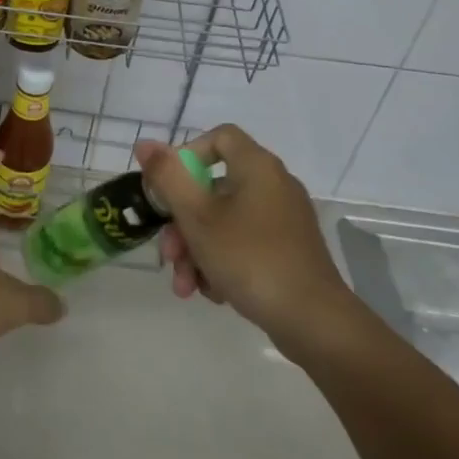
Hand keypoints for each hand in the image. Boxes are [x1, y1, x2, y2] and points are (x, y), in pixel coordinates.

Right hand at [139, 125, 355, 345]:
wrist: (313, 321)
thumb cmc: (250, 258)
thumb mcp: (197, 216)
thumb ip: (168, 177)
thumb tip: (145, 143)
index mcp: (257, 167)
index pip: (219, 137)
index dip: (188, 155)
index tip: (168, 187)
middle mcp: (274, 185)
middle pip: (214, 188)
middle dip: (183, 223)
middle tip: (169, 255)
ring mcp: (284, 220)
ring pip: (225, 222)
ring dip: (197, 250)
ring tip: (186, 286)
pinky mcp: (289, 251)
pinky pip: (245, 244)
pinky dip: (223, 262)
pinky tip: (213, 293)